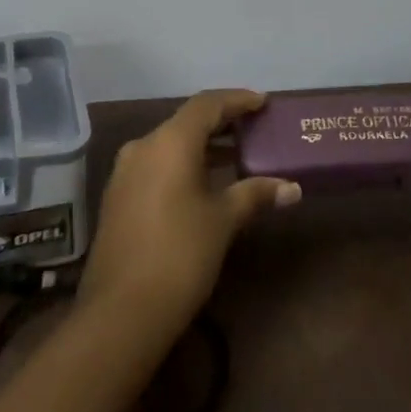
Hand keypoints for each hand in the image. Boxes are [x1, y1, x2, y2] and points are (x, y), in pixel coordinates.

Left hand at [78, 90, 300, 339]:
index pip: (207, 105)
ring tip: (235, 153)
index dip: (237, 100)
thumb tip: (292, 188)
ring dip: (201, 144)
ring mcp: (125, 171)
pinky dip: (183, 163)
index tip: (262, 102)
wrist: (121, 311)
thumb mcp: (223, 221)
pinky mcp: (118, 195)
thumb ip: (255, 195)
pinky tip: (203, 182)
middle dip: (221, 122)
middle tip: (254, 126)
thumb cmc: (180, 255)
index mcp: (170, 142)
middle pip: (187, 121)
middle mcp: (144, 146)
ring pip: (169, 143)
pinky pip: (156, 164)